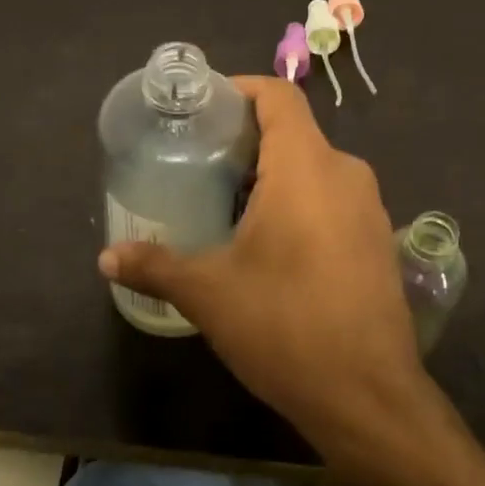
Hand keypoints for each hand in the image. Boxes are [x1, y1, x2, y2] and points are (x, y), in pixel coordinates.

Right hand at [98, 75, 443, 466]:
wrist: (367, 395)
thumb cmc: (284, 326)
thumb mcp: (208, 293)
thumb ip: (155, 266)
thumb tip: (105, 258)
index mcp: (306, 167)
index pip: (278, 97)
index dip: (240, 90)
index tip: (203, 109)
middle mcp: (346, 175)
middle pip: (294, 134)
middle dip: (247, 142)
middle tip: (200, 166)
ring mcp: (370, 210)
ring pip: (315, 171)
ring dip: (273, 178)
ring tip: (227, 206)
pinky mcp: (378, 244)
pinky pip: (334, 203)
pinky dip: (300, 206)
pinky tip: (270, 247)